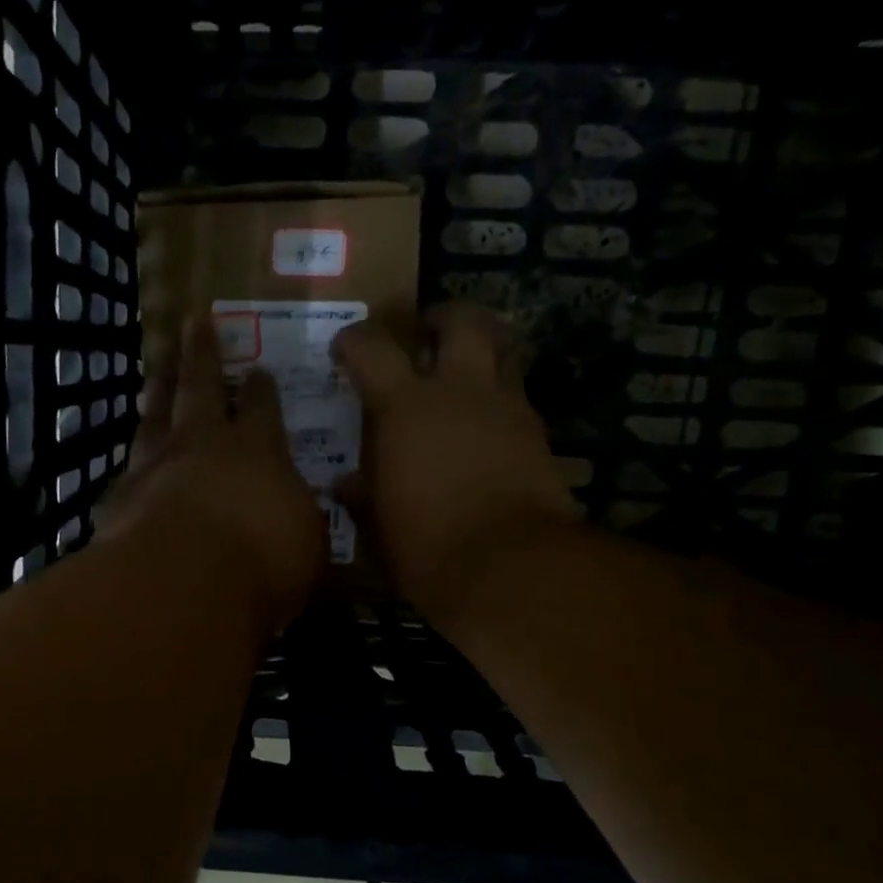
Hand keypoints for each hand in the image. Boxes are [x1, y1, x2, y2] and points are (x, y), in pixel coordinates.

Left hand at [98, 313, 326, 630]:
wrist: (181, 582)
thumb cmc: (261, 561)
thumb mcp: (307, 545)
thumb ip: (300, 522)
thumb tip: (299, 514)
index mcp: (257, 449)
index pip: (261, 406)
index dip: (260, 388)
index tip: (258, 370)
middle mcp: (202, 445)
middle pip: (199, 387)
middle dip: (200, 354)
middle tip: (193, 323)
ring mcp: (154, 466)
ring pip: (154, 415)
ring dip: (158, 389)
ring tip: (157, 370)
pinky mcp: (119, 498)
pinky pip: (126, 469)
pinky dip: (130, 462)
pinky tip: (128, 464)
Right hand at [333, 303, 578, 622]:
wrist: (511, 565)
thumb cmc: (427, 544)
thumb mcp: (378, 525)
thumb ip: (361, 495)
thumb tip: (345, 483)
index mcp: (405, 406)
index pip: (372, 349)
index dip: (354, 340)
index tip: (344, 348)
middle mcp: (459, 390)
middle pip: (462, 321)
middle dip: (442, 317)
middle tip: (426, 332)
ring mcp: (506, 407)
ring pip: (503, 348)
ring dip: (482, 346)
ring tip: (465, 365)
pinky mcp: (539, 432)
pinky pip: (517, 394)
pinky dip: (499, 394)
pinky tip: (486, 421)